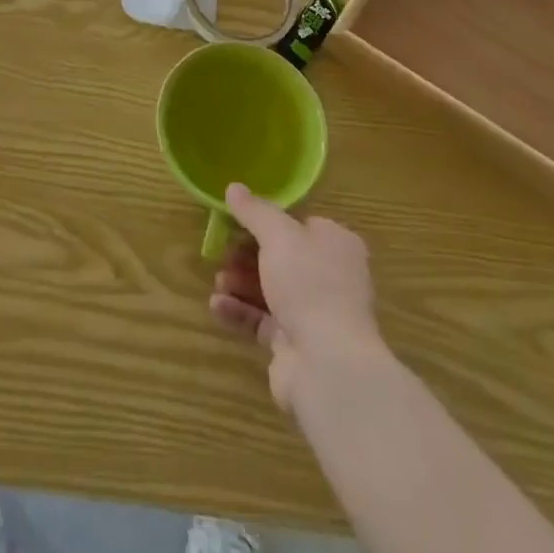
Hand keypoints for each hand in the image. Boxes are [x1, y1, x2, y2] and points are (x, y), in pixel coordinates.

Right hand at [210, 183, 382, 409]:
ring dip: (240, 282)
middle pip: (281, 257)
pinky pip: (262, 320)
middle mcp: (330, 276)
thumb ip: (254, 211)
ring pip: (270, 289)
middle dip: (247, 254)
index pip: (300, 224)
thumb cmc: (309, 284)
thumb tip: (234, 187)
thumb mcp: (278, 235)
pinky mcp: (295, 343)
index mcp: (336, 244)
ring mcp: (314, 313)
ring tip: (218, 280)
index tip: (237, 220)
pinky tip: (217, 305)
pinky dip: (239, 311)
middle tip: (222, 252)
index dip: (268, 221)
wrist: (328, 364)